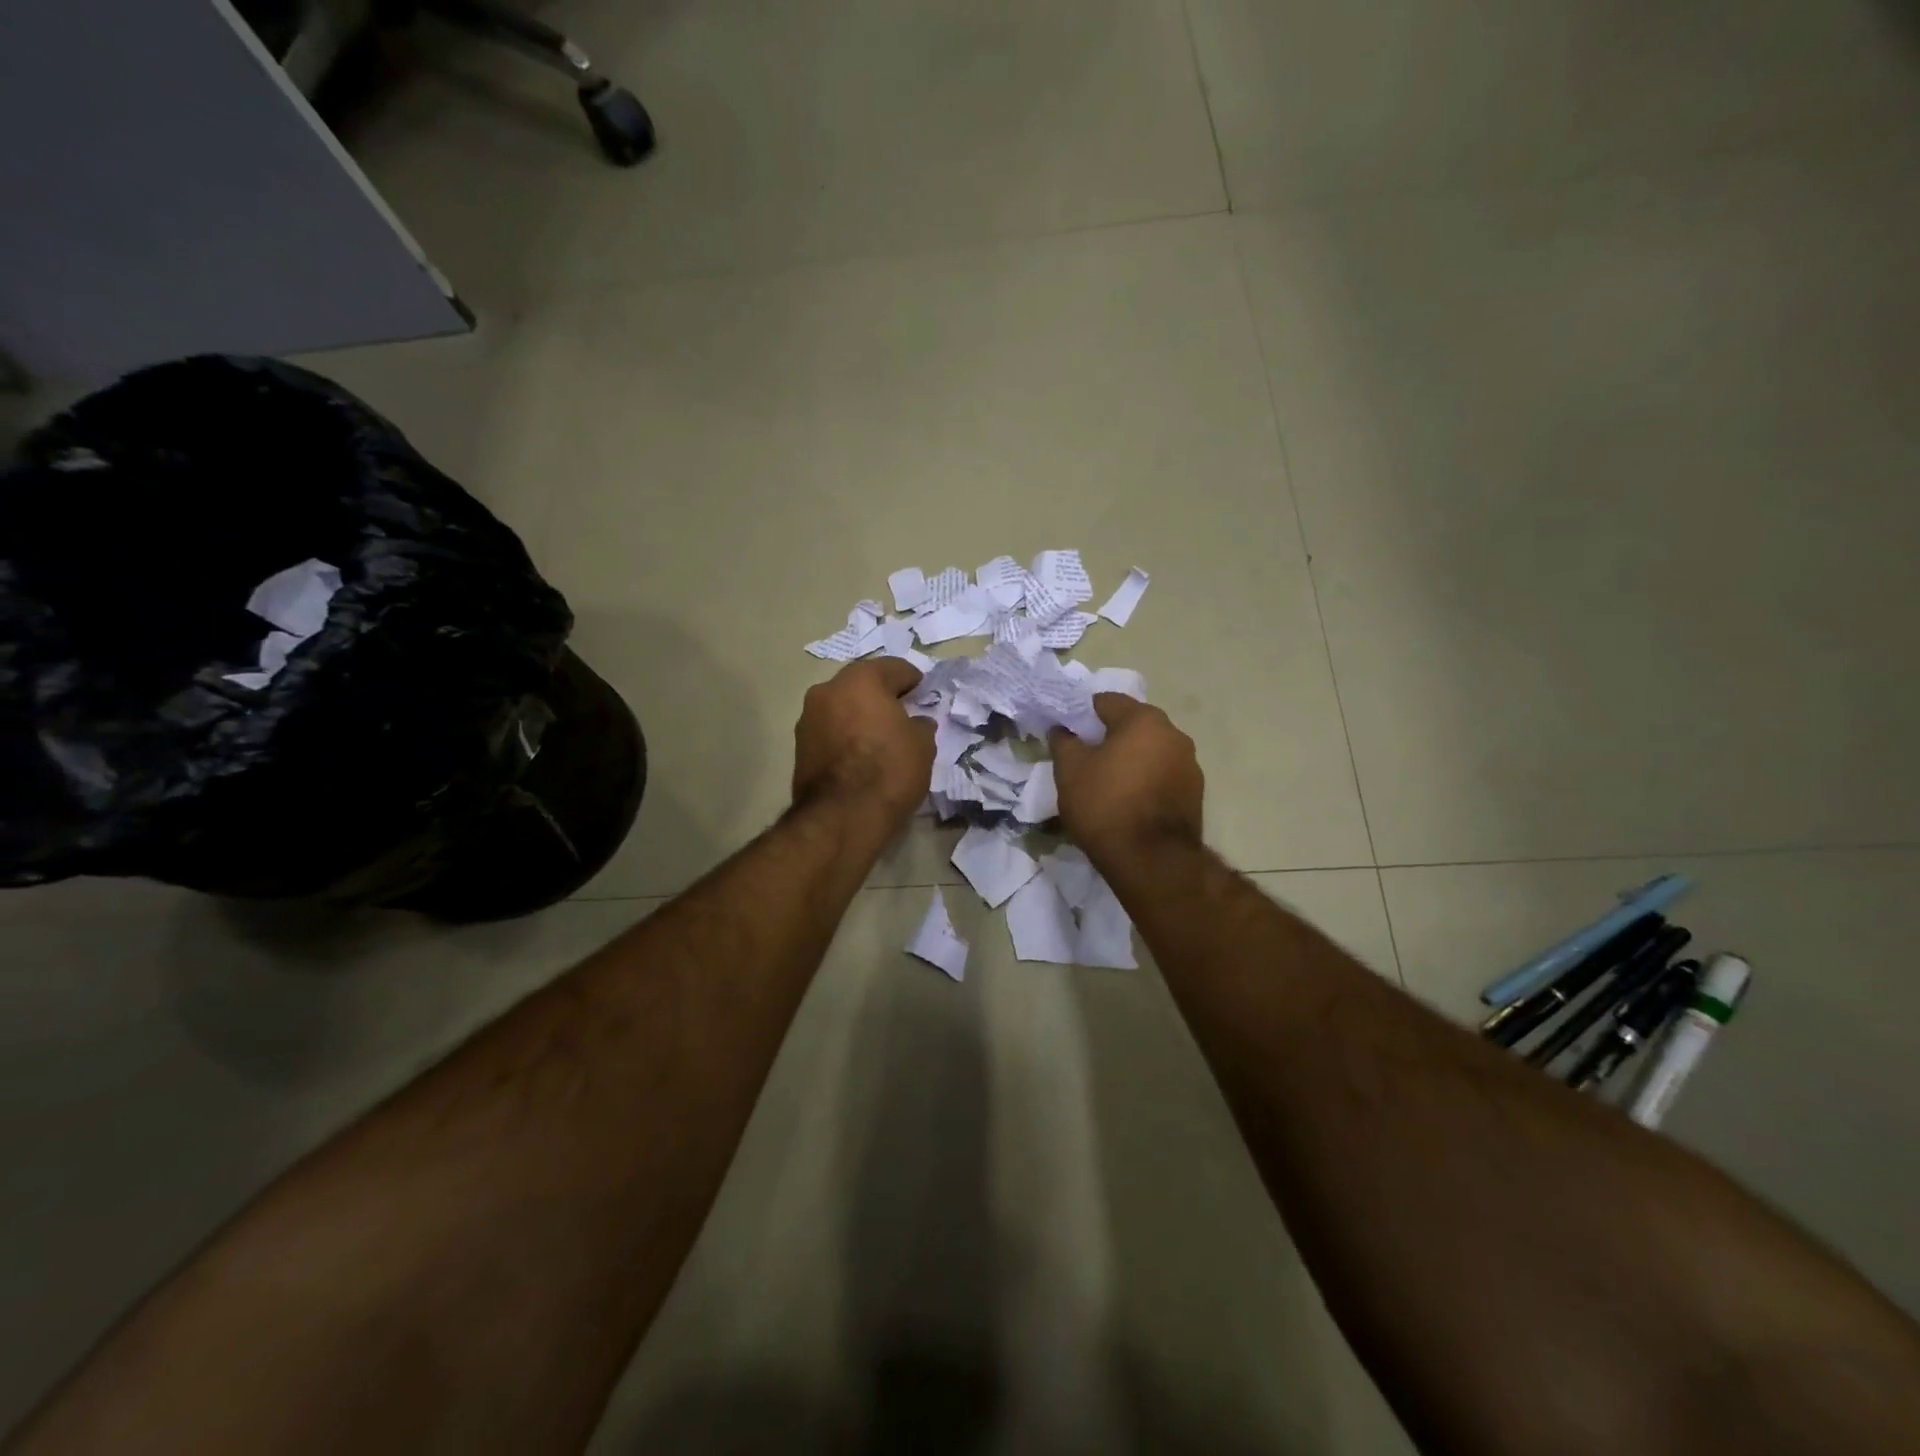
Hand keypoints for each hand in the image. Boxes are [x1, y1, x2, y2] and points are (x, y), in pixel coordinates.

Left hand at [791, 658, 935, 829]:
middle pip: (862, 684)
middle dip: (882, 696)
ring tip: (879, 737)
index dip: (913, 680)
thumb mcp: (922, 745)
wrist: (841, 816)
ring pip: (842, 707)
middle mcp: (828, 689)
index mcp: (861, 679)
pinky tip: (860, 754)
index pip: (894, 668)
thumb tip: (915, 723)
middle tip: (902, 714)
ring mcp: (808, 717)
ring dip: (859, 715)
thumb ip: (920, 725)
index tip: (923, 694)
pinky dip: (845, 735)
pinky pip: (830, 730)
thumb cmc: (888, 770)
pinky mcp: (799, 746)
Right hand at [1049, 696, 1203, 857]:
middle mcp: (1174, 733)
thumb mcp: (1070, 771)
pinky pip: (1163, 775)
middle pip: (1132, 725)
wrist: (1152, 860)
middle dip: (1108, 737)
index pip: (1106, 701)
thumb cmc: (1106, 805)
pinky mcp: (1195, 793)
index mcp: (1144, 720)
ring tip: (1107, 783)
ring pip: (1150, 751)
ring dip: (1130, 760)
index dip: (1082, 713)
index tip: (1067, 732)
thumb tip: (1062, 729)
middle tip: (1084, 758)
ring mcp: (1190, 764)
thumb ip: (1064, 742)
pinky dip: (1145, 781)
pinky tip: (1128, 802)